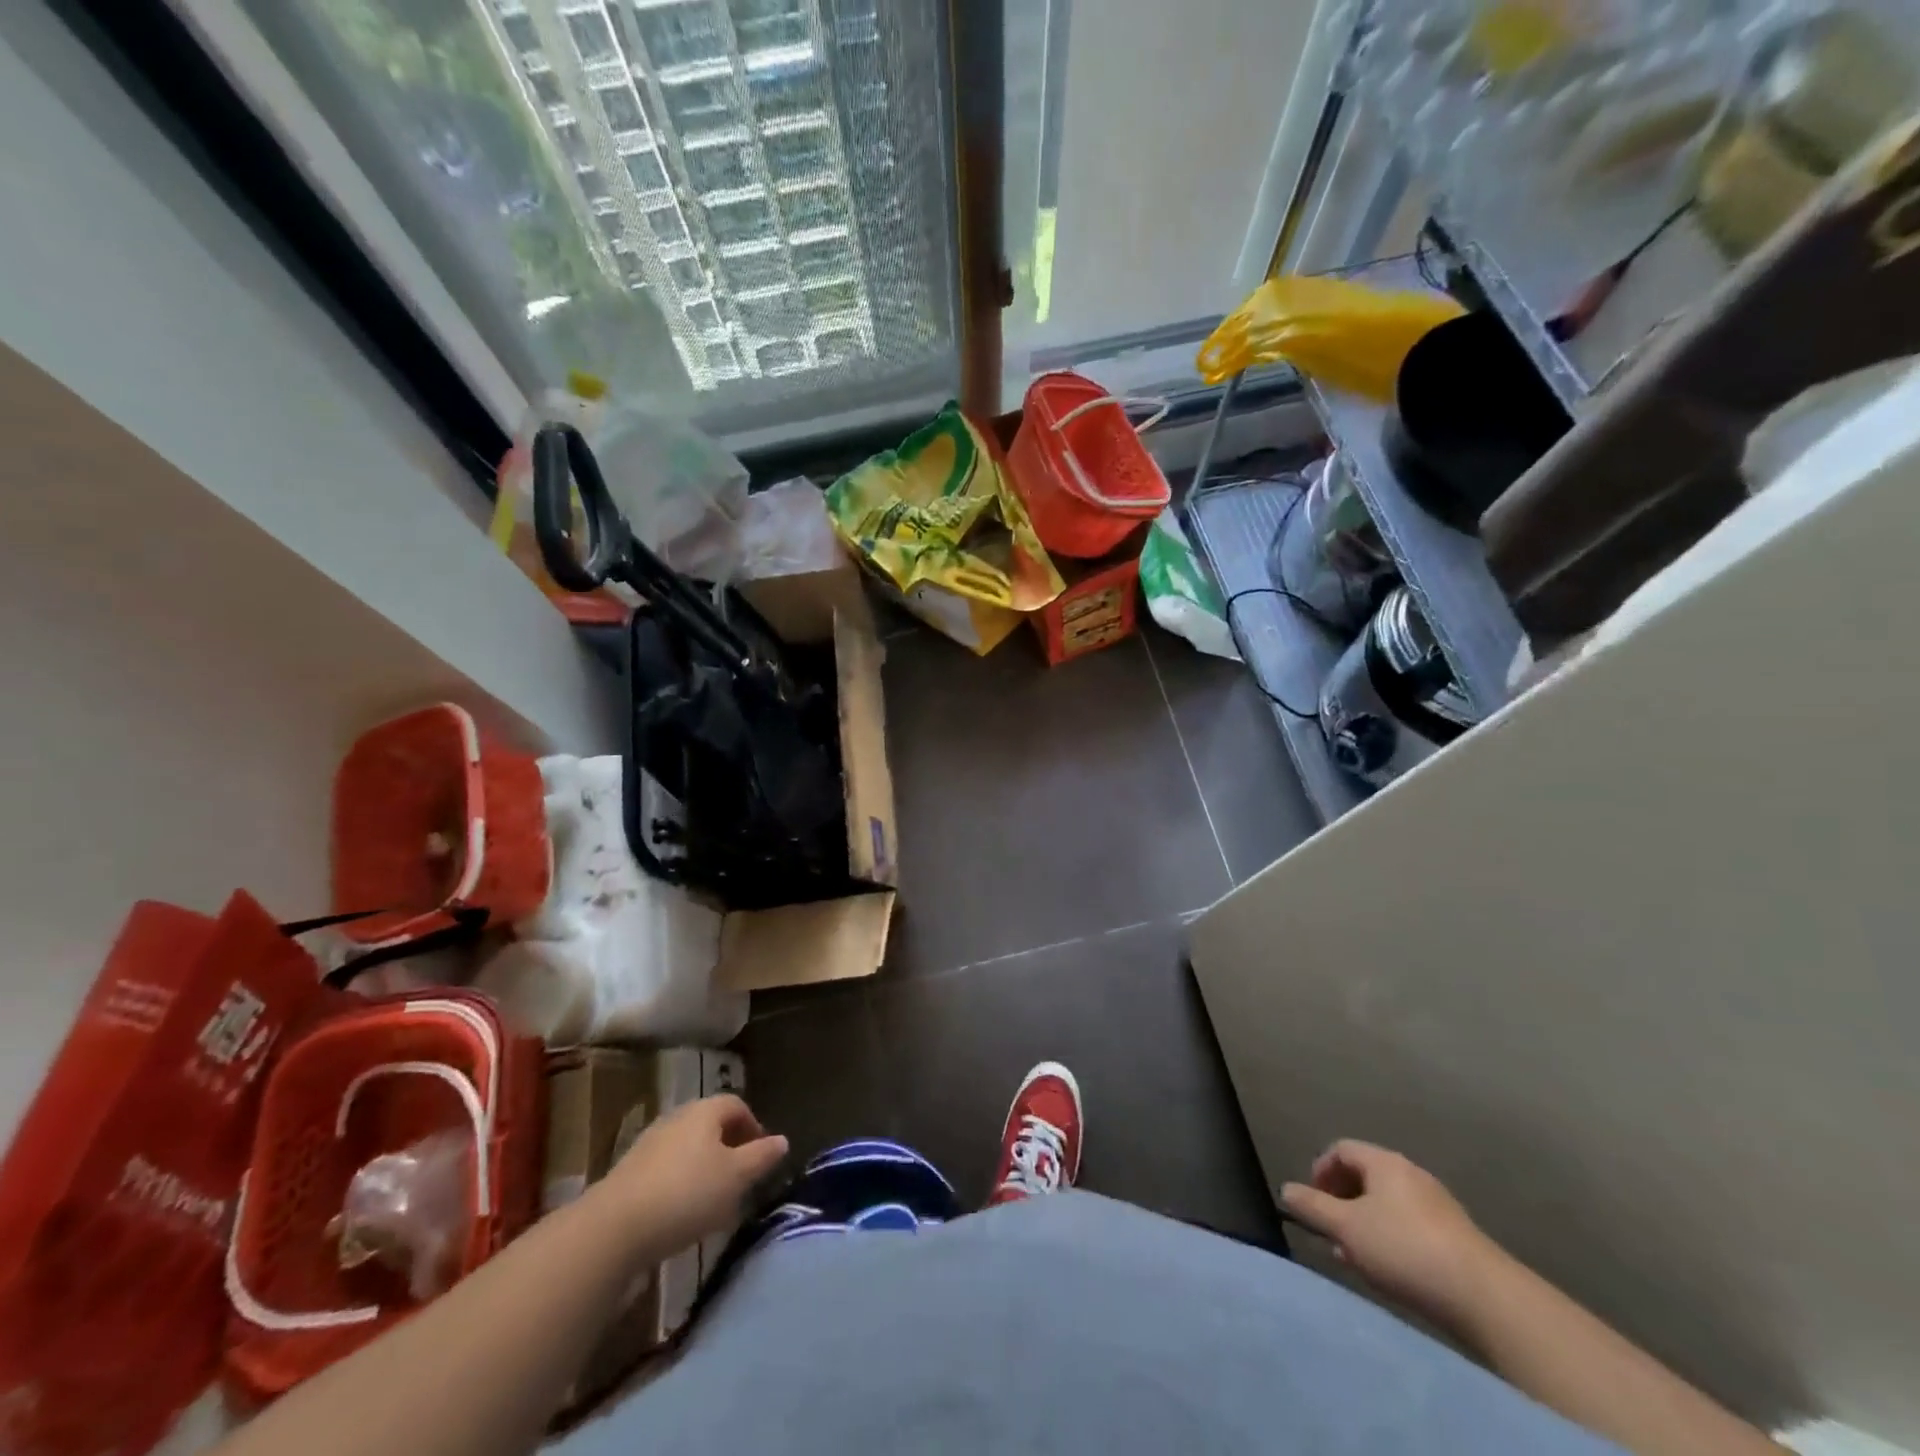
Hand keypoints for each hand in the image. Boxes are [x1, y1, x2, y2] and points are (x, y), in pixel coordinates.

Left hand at [601, 1094, 788, 1254]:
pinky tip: (682, 1215)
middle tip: (741, 1179)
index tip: (762, 1155)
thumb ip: (761, 1157)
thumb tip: (782, 1140)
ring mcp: (649, 1144)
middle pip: (711, 1125)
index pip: (736, 1105)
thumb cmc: (686, 1194)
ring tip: (714, 1202)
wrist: (612, 1229)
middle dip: (729, 1148)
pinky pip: (666, 1171)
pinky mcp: (629, 1173)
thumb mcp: (735, 1177)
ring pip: (688, 1149)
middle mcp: (676, 1118)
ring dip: (704, 1168)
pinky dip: (680, 1185)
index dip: (753, 1126)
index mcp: (704, 1111)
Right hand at [1280, 1140, 1501, 1327]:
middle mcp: (1411, 1174)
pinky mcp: (1456, 1237)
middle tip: (1330, 1229)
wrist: (1485, 1298)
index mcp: (1384, 1162)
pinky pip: (1410, 1226)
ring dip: (1365, 1224)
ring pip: (1388, 1205)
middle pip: (1365, 1176)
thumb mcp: (1347, 1228)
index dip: (1320, 1170)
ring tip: (1355, 1255)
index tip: (1312, 1200)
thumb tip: (1286, 1189)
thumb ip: (1312, 1206)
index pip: (1341, 1149)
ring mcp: (1438, 1206)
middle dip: (1342, 1201)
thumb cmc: (1405, 1249)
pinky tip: (1389, 1270)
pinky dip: (1391, 1239)